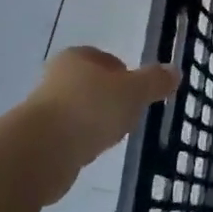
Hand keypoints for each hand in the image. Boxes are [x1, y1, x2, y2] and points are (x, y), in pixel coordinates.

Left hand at [17, 46, 178, 201]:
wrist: (40, 152)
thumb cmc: (90, 109)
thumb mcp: (134, 91)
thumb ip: (155, 81)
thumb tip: (174, 72)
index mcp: (77, 58)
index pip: (104, 58)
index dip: (123, 72)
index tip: (137, 92)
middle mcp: (56, 78)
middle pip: (91, 85)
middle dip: (110, 98)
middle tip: (130, 113)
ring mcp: (43, 110)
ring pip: (80, 111)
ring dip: (95, 121)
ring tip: (112, 136)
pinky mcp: (38, 140)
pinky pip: (69, 136)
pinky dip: (82, 142)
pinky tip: (92, 152)